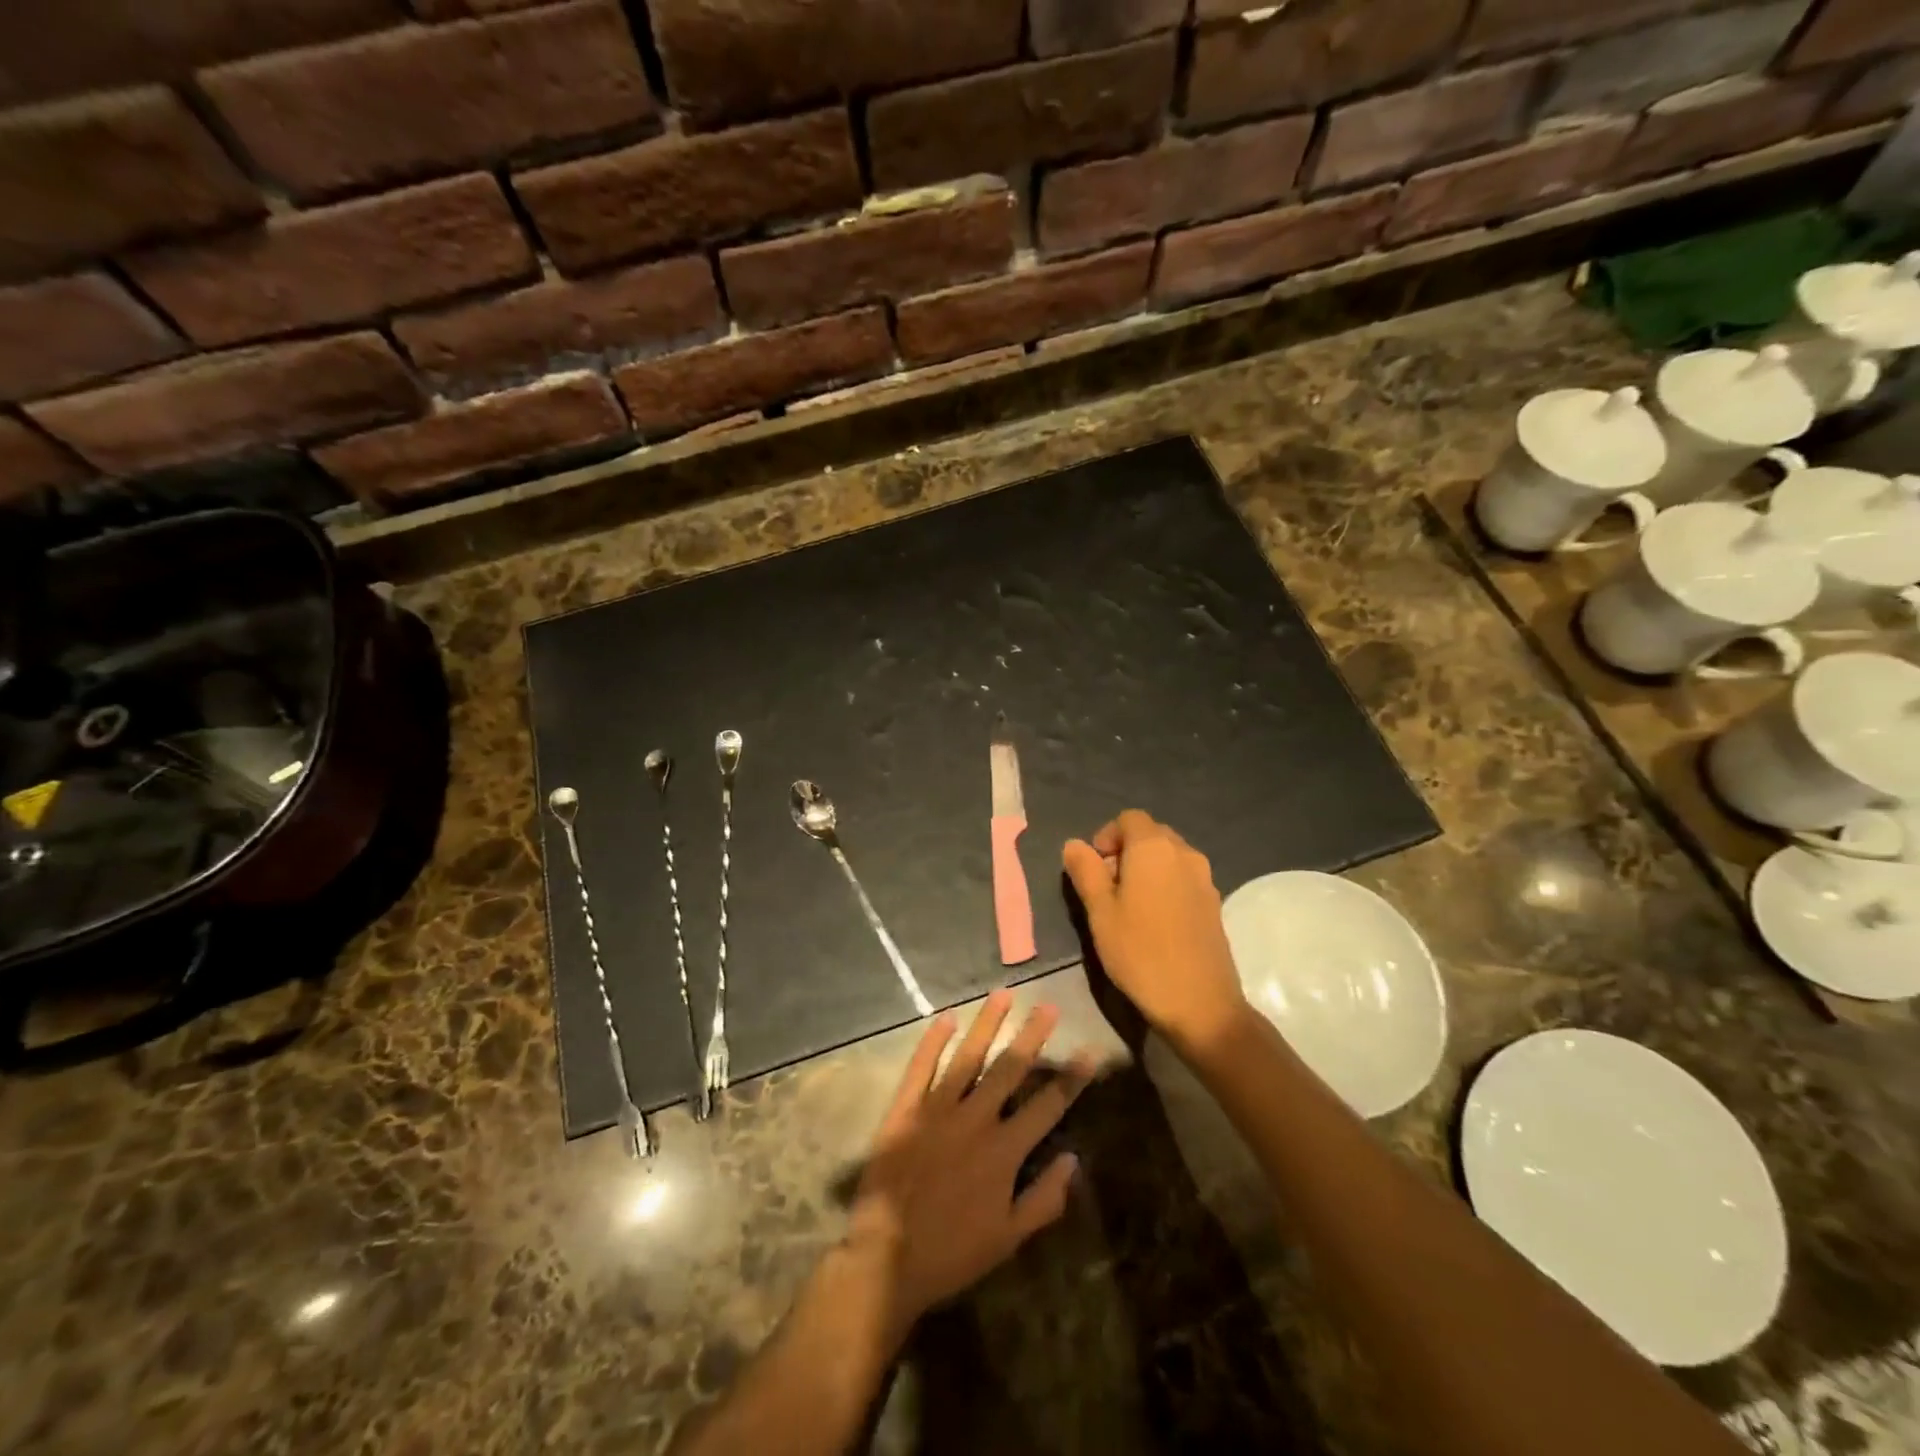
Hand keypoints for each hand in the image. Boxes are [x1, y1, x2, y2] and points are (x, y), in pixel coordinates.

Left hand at [847, 991, 1092, 1335]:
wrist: (886, 1258)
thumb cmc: (952, 1252)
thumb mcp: (1008, 1238)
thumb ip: (1044, 1199)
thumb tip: (1073, 1159)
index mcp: (1003, 1151)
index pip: (1047, 1106)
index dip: (1071, 1078)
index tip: (1089, 1051)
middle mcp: (975, 1120)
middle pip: (1010, 1069)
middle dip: (1032, 1035)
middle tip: (1049, 1006)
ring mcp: (937, 1110)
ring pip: (968, 1057)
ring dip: (987, 1024)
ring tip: (1004, 994)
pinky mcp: (905, 1109)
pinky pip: (920, 1067)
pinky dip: (932, 1041)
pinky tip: (946, 1017)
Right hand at [1062, 810, 1248, 1054]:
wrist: (1200, 1004)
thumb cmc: (1140, 953)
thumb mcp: (1100, 912)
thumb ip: (1085, 871)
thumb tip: (1074, 844)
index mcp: (1154, 848)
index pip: (1129, 818)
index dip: (1106, 836)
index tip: (1094, 869)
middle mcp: (1184, 853)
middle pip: (1151, 834)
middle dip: (1125, 851)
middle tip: (1107, 888)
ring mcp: (1205, 878)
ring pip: (1169, 856)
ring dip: (1146, 868)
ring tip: (1129, 906)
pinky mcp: (1214, 903)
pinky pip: (1184, 878)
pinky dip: (1165, 885)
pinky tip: (1154, 921)